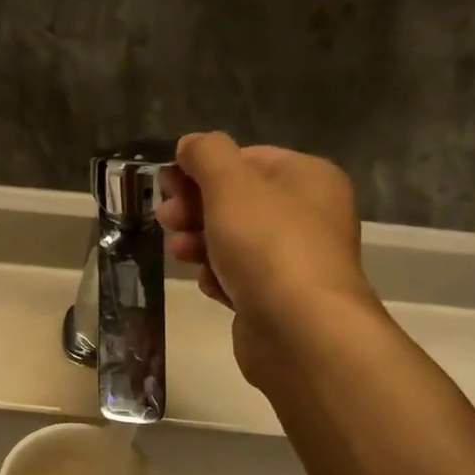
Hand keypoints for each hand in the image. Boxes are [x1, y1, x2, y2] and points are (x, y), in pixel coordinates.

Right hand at [157, 131, 376, 385]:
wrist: (299, 330)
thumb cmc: (268, 246)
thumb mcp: (231, 185)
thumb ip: (207, 155)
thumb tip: (191, 144)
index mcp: (308, 178)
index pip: (248, 159)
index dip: (204, 168)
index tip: (168, 184)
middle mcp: (308, 216)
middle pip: (238, 202)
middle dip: (196, 208)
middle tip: (166, 218)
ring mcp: (294, 261)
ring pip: (235, 242)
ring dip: (200, 243)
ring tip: (179, 253)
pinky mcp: (277, 300)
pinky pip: (240, 279)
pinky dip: (219, 278)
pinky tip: (209, 285)